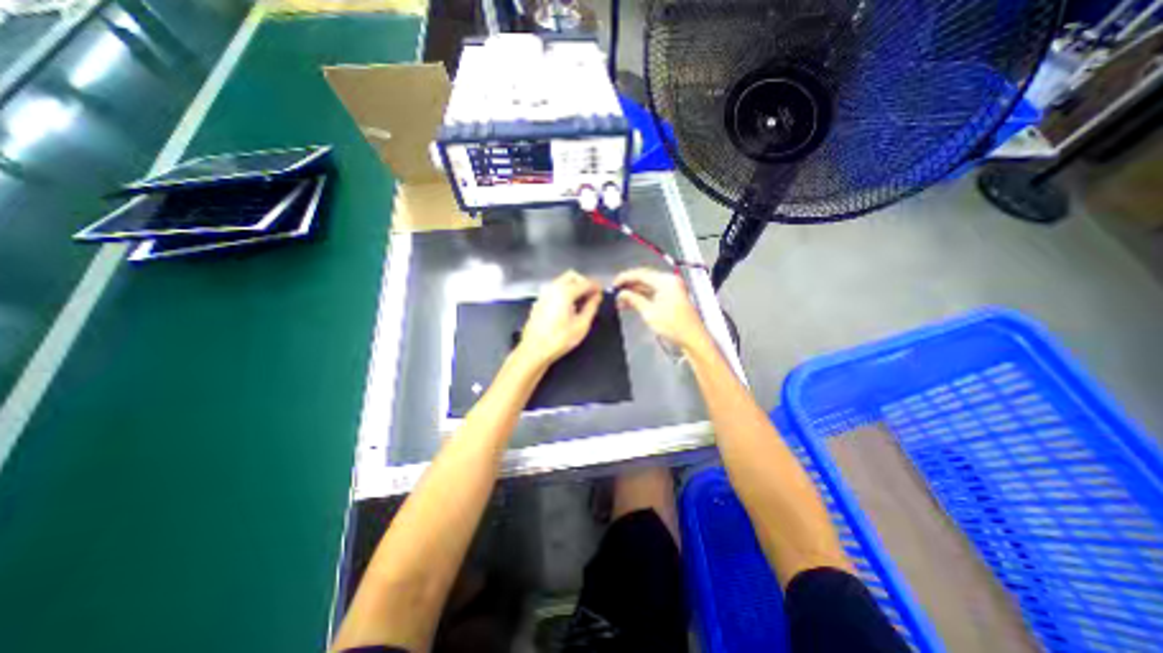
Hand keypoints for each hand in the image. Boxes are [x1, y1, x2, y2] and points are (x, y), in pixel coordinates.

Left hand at [521, 271, 603, 368]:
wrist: (534, 350)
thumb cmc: (559, 339)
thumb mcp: (582, 325)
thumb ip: (591, 307)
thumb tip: (596, 297)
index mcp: (565, 292)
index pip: (585, 282)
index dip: (596, 286)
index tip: (602, 291)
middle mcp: (552, 289)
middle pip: (572, 276)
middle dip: (583, 282)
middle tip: (592, 294)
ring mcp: (544, 294)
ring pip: (561, 281)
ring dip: (573, 286)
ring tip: (582, 301)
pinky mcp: (539, 302)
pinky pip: (554, 290)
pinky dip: (564, 292)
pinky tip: (568, 306)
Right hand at [613, 268, 713, 354]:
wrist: (693, 338)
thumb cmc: (672, 325)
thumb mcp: (649, 313)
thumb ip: (634, 299)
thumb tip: (621, 294)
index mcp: (665, 280)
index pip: (640, 273)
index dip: (625, 278)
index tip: (613, 284)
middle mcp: (669, 281)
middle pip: (644, 278)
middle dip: (629, 285)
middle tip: (615, 293)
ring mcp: (671, 289)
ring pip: (648, 286)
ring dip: (634, 292)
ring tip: (620, 301)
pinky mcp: (671, 297)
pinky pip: (653, 292)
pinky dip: (642, 297)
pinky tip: (631, 303)